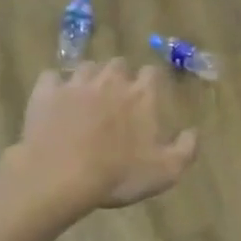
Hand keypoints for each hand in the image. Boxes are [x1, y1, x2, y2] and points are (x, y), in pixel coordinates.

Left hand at [13, 61, 197, 211]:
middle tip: (116, 99)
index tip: (149, 96)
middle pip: (118, 65)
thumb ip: (186, 149)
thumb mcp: (166, 172)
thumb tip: (194, 132)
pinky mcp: (46, 92)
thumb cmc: (118, 175)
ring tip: (86, 98)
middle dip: (119, 77)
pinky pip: (51, 78)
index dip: (151, 82)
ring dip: (89, 79)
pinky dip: (54, 86)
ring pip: (86, 67)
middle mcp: (110, 80)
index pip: (152, 73)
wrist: (61, 176)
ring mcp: (76, 84)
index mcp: (142, 95)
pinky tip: (55, 100)